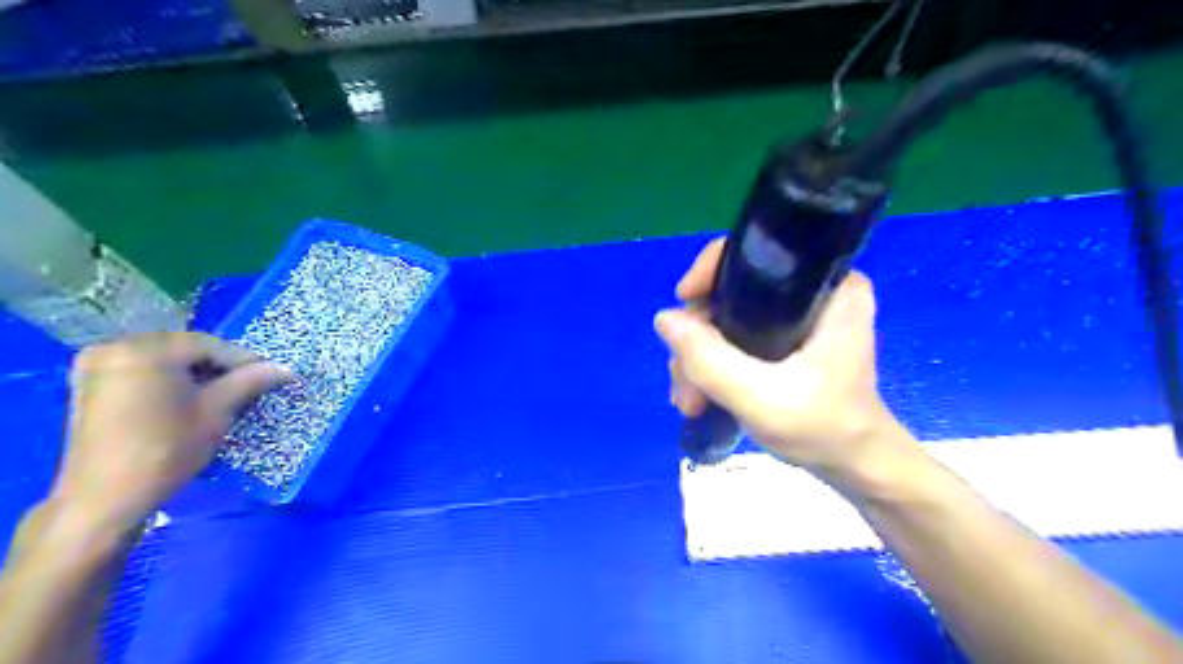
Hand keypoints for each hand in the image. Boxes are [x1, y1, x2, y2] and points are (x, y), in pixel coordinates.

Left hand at [53, 331, 295, 533]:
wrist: (106, 496)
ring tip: (220, 393)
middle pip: (184, 348)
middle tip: (246, 385)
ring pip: (164, 358)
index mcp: (146, 350)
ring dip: (194, 372)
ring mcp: (97, 365)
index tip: (268, 376)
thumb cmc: (167, 448)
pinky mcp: (90, 384)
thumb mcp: (217, 411)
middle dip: (218, 366)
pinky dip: (169, 378)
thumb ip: (250, 382)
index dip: (244, 360)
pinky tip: (187, 398)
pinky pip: (142, 369)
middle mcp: (116, 347)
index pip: (209, 345)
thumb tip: (285, 369)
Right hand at [651, 239, 907, 481]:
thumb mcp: (761, 398)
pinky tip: (699, 396)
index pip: (755, 253)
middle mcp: (810, 291)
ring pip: (724, 317)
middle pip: (729, 290)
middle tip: (686, 383)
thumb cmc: (823, 428)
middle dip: (697, 336)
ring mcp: (794, 316)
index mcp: (827, 287)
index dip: (709, 272)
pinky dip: (712, 364)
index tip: (683, 305)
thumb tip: (663, 318)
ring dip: (698, 357)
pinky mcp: (783, 339)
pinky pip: (732, 336)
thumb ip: (710, 360)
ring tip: (689, 401)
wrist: (852, 465)